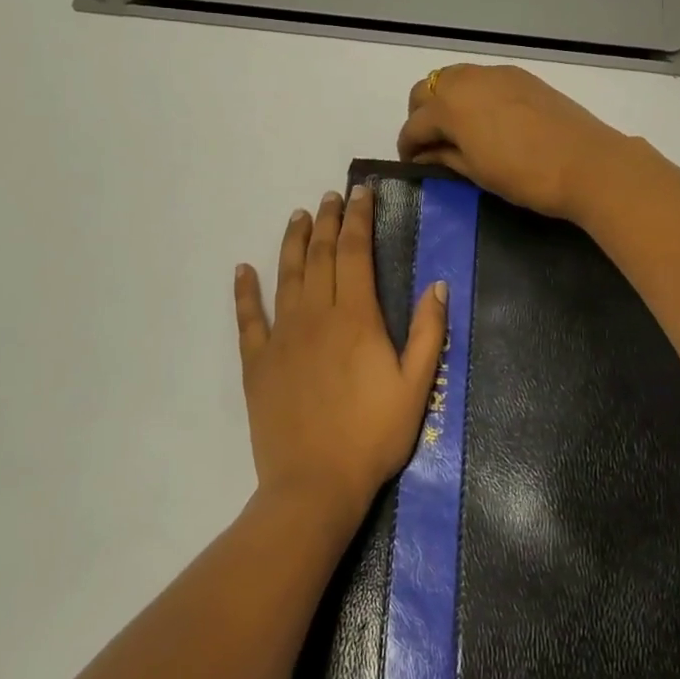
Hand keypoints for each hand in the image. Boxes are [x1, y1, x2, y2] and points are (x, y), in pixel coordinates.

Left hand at [235, 186, 448, 531]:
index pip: (356, 252)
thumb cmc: (373, 437)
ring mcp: (282, 337)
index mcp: (355, 318)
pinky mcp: (258, 361)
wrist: (315, 485)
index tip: (361, 194)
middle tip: (332, 196)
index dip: (359, 219)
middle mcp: (315, 315)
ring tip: (299, 216)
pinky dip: (245, 291)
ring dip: (294, 242)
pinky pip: (248, 318)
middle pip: (321, 255)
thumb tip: (437, 284)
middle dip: (329, 221)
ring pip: (287, 275)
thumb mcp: (416, 386)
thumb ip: (427, 332)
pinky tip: (242, 269)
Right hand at [396, 64, 630, 218]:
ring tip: (458, 130)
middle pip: (428, 89)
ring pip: (455, 78)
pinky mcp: (521, 76)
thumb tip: (426, 153)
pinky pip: (483, 79)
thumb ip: (446, 157)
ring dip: (446, 100)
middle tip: (431, 144)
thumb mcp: (477, 172)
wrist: (587, 163)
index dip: (408, 146)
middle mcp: (468, 80)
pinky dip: (473, 94)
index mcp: (450, 106)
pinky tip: (486, 119)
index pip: (415, 124)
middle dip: (421, 115)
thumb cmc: (526, 176)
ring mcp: (497, 74)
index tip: (412, 163)